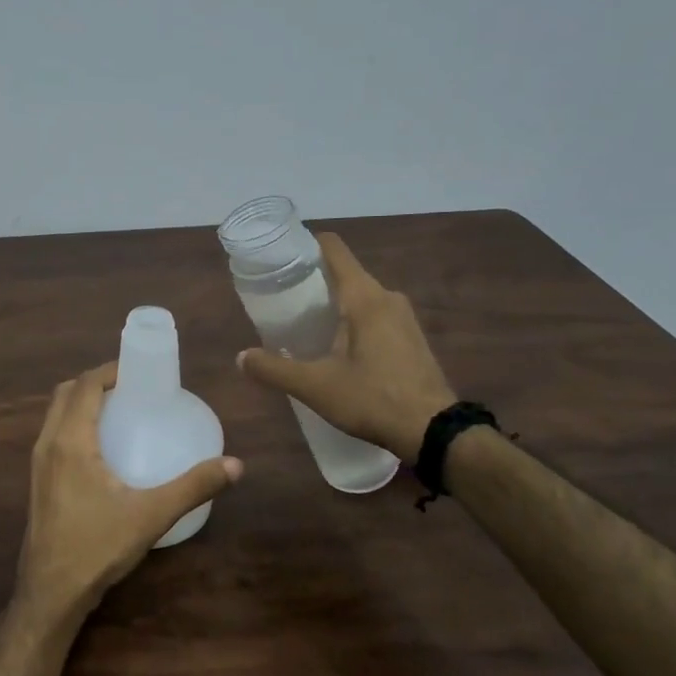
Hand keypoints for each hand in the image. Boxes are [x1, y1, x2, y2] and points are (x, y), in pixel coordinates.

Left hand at [16, 361, 241, 623]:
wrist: (51, 592)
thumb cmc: (96, 548)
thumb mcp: (151, 515)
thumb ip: (193, 487)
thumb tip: (235, 465)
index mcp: (69, 442)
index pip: (85, 386)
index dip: (110, 370)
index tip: (139, 370)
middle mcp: (47, 445)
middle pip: (66, 394)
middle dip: (96, 382)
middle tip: (132, 387)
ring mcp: (38, 464)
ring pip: (56, 415)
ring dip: (82, 402)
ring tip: (120, 410)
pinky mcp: (39, 482)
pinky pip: (54, 435)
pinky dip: (75, 424)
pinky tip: (103, 447)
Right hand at [237, 233, 456, 458]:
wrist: (434, 431)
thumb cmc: (373, 399)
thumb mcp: (315, 387)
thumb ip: (274, 370)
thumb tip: (240, 358)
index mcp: (364, 297)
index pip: (333, 249)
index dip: (306, 245)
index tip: (280, 258)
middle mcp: (387, 297)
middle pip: (345, 273)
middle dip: (313, 282)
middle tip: (282, 302)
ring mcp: (404, 317)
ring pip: (361, 297)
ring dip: (334, 305)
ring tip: (304, 326)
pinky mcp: (412, 338)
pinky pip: (375, 315)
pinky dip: (353, 321)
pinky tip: (337, 349)